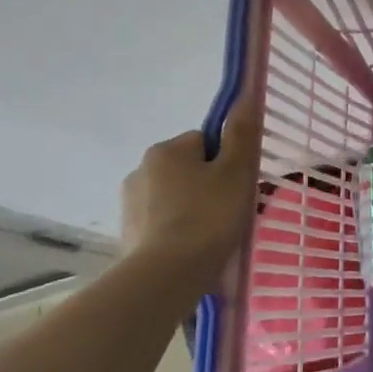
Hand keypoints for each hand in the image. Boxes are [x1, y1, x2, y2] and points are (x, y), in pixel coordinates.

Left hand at [119, 100, 260, 280]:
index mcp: (166, 150)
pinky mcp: (127, 234)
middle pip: (189, 168)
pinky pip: (162, 222)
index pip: (205, 141)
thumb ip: (242, 133)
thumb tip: (245, 96)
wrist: (167, 275)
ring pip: (175, 196)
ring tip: (214, 234)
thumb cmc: (209, 216)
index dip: (227, 160)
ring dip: (193, 207)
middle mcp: (140, 170)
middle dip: (209, 184)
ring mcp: (130, 204)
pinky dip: (178, 230)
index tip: (238, 184)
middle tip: (231, 210)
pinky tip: (194, 248)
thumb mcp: (237, 171)